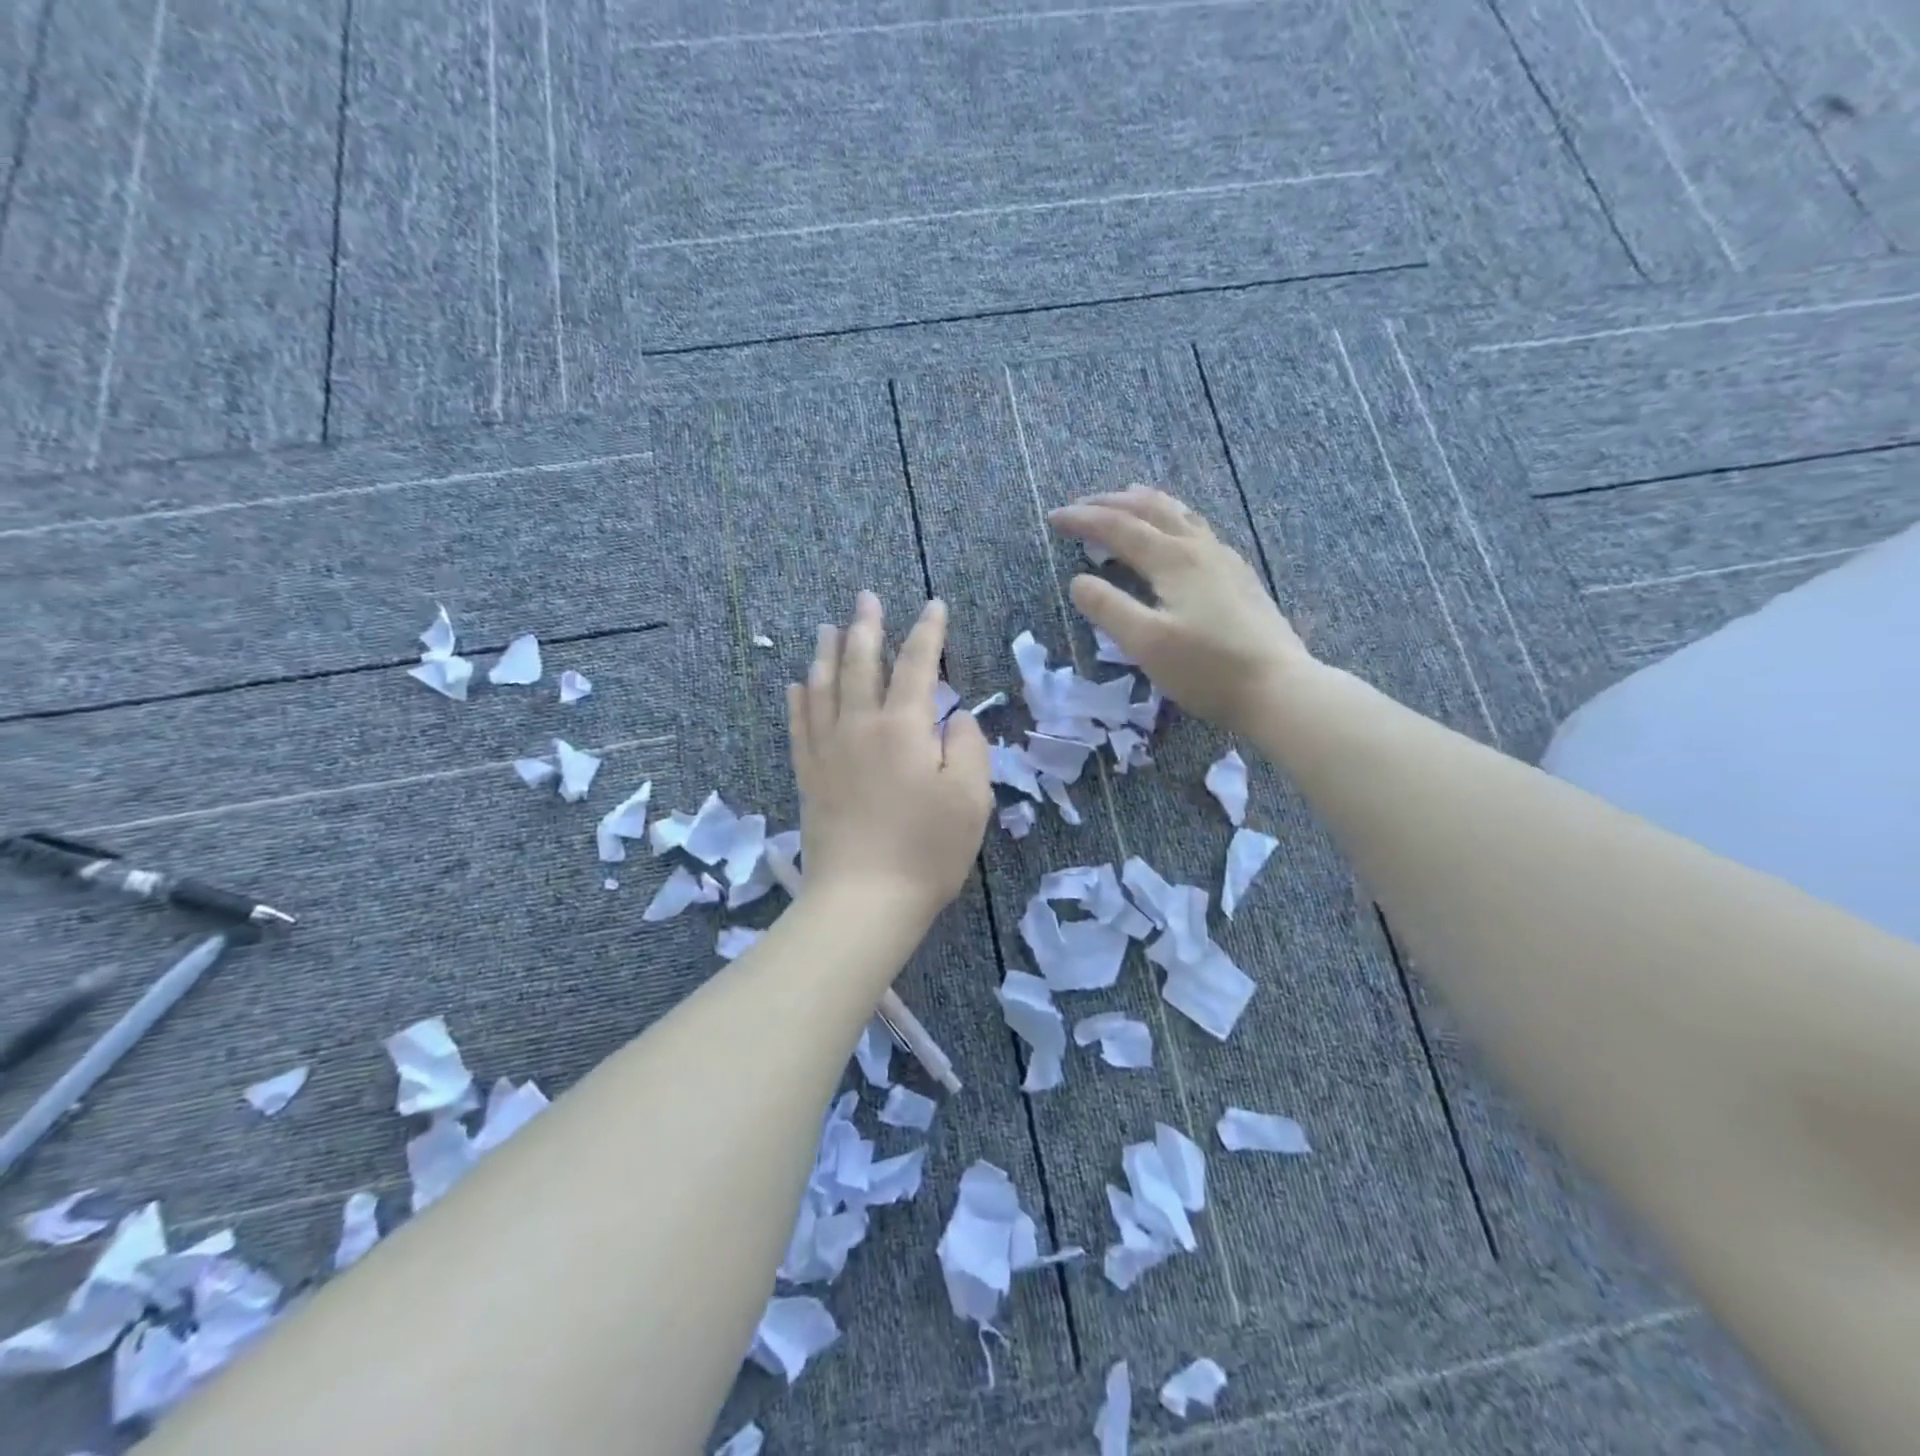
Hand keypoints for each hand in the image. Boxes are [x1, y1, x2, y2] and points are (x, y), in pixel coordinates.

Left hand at [788, 592, 992, 924]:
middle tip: (866, 597)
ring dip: (827, 653)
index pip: (918, 665)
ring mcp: (828, 751)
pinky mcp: (809, 776)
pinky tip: (795, 685)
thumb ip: (968, 747)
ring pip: (823, 687)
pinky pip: (798, 726)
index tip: (934, 605)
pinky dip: (798, 700)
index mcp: (904, 727)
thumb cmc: (927, 850)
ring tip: (828, 628)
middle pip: (861, 664)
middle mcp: (860, 726)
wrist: (863, 900)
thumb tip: (954, 719)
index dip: (928, 632)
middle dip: (867, 627)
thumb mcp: (971, 798)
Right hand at [1049, 487, 1313, 734]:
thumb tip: (1078, 581)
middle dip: (1111, 503)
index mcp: (1173, 559)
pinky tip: (1174, 538)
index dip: (1083, 519)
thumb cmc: (1207, 669)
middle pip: (1151, 509)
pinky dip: (1171, 521)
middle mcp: (1200, 548)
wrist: (1278, 688)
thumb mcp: (1146, 643)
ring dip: (1145, 505)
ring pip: (1180, 514)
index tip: (1054, 518)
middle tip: (1082, 506)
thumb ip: (1108, 609)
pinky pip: (1197, 531)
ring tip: (1125, 502)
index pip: (1118, 527)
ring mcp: (1225, 560)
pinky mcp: (1239, 577)